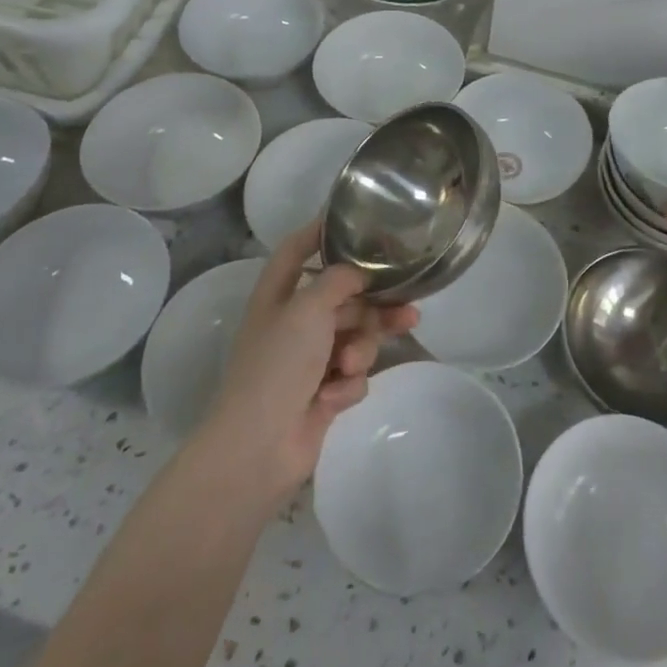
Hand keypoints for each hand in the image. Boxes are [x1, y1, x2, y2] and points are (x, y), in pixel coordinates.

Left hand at [203, 221, 417, 504]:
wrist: (257, 448)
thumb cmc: (277, 365)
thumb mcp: (308, 308)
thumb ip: (339, 280)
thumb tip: (359, 271)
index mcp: (279, 294)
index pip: (297, 249)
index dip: (320, 230)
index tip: (354, 219)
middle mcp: (294, 322)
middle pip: (344, 298)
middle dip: (374, 306)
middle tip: (409, 307)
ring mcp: (309, 360)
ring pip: (356, 337)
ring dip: (361, 349)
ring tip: (353, 365)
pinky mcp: (323, 392)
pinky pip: (353, 374)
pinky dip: (348, 383)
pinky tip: (334, 397)